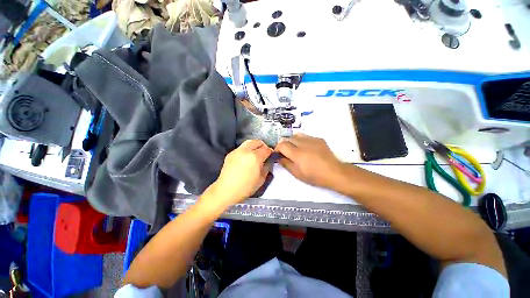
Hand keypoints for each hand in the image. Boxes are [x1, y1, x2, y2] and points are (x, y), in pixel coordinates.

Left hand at [201, 140, 272, 211]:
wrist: (226, 190)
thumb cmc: (246, 187)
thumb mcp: (261, 179)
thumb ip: (267, 167)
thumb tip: (268, 161)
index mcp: (255, 157)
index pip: (266, 149)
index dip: (271, 152)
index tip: (272, 155)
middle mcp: (246, 151)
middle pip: (257, 142)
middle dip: (263, 146)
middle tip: (264, 153)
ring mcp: (237, 151)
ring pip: (249, 142)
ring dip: (255, 146)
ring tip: (256, 154)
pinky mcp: (231, 153)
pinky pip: (241, 148)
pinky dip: (247, 149)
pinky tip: (246, 158)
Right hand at [275, 133, 343, 188]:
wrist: (334, 172)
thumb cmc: (314, 176)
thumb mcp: (297, 173)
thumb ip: (285, 164)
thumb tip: (279, 157)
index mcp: (297, 153)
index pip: (282, 145)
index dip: (277, 148)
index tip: (278, 154)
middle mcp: (303, 143)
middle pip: (288, 138)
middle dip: (284, 144)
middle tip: (286, 152)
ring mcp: (312, 140)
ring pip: (297, 135)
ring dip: (293, 141)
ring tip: (296, 149)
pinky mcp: (319, 139)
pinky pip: (306, 136)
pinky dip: (302, 141)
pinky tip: (307, 148)